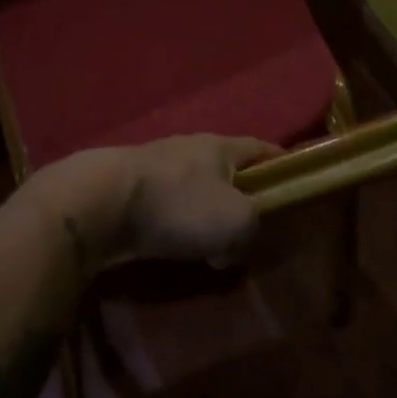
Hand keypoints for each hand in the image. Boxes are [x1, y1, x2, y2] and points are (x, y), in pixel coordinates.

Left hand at [33, 135, 278, 268]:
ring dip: (207, 216)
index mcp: (219, 146)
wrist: (100, 204)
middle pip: (226, 171)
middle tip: (256, 230)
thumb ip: (254, 226)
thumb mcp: (237, 220)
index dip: (281, 164)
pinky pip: (168, 210)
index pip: (261, 148)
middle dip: (241, 197)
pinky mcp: (130, 192)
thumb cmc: (178, 204)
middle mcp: (188, 149)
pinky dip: (179, 228)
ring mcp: (155, 168)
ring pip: (195, 192)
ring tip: (218, 248)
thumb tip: (239, 240)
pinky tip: (179, 251)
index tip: (297, 183)